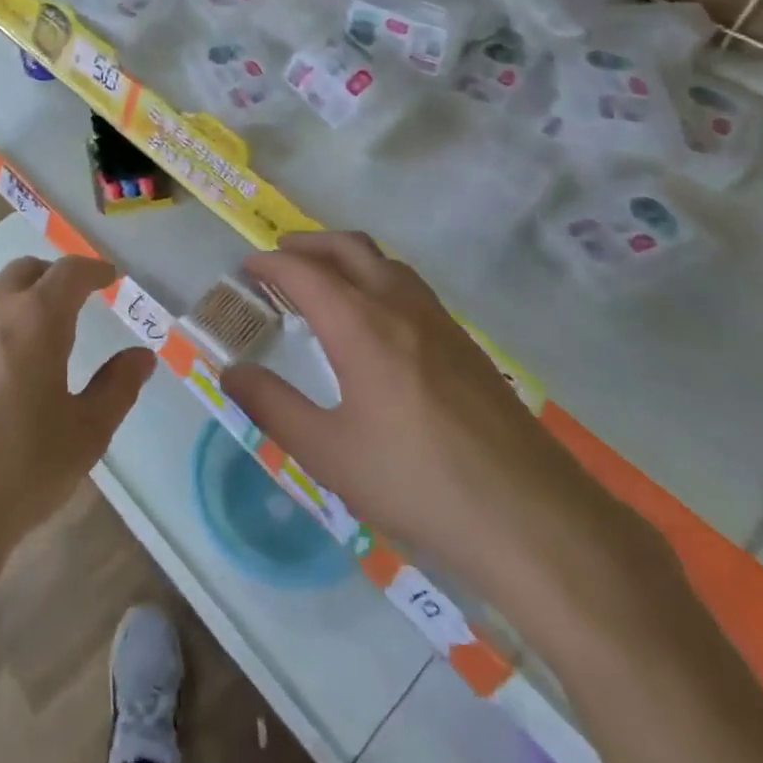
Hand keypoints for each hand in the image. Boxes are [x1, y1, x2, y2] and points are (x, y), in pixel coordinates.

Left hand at [0, 255, 154, 583]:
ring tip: (27, 326)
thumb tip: (142, 356)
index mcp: (37, 317)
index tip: (109, 277)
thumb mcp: (86, 433)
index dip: (94, 270)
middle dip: (53, 277)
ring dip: (13, 295)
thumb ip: (118, 386)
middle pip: (25, 271)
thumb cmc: (20, 471)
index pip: (71, 272)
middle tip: (71, 300)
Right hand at [221, 232, 660, 617]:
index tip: (246, 267)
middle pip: (349, 247)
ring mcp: (440, 322)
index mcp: (361, 325)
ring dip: (346, 257)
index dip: (270, 263)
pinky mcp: (466, 345)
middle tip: (279, 258)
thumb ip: (272, 407)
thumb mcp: (328, 453)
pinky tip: (376, 321)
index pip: (304, 271)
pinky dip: (377, 279)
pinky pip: (410, 287)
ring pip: (385, 262)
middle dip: (308, 244)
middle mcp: (400, 307)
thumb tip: (230, 373)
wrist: (532, 518)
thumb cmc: (417, 482)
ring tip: (323, 282)